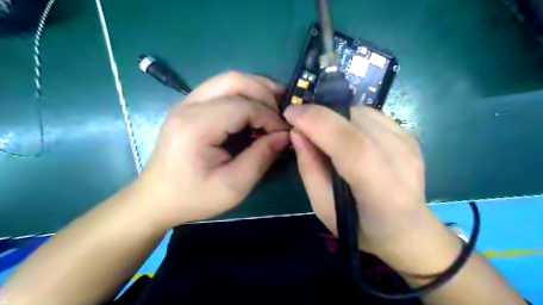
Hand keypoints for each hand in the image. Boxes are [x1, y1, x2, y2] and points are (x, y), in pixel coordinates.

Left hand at [139, 72, 289, 227]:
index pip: (242, 106)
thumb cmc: (194, 197)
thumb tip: (284, 136)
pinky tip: (254, 105)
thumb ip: (261, 157)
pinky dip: (242, 92)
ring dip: (254, 87)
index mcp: (196, 127)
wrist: (157, 198)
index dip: (269, 116)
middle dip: (264, 92)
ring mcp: (185, 103)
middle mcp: (188, 106)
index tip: (284, 132)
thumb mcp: (233, 186)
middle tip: (282, 110)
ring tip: (275, 102)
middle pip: (233, 81)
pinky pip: (220, 88)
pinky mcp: (188, 107)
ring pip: (227, 79)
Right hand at [286, 105, 430, 254]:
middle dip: (319, 114)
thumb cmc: (361, 227)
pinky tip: (345, 134)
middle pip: (355, 120)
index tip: (290, 114)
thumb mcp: (324, 207)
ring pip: (361, 112)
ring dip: (334, 117)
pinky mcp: (409, 135)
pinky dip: (349, 118)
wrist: (407, 228)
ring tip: (323, 133)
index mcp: (381, 189)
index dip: (316, 122)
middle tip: (300, 122)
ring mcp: (408, 144)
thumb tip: (297, 132)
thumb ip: (309, 169)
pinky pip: (371, 115)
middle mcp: (401, 160)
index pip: (349, 144)